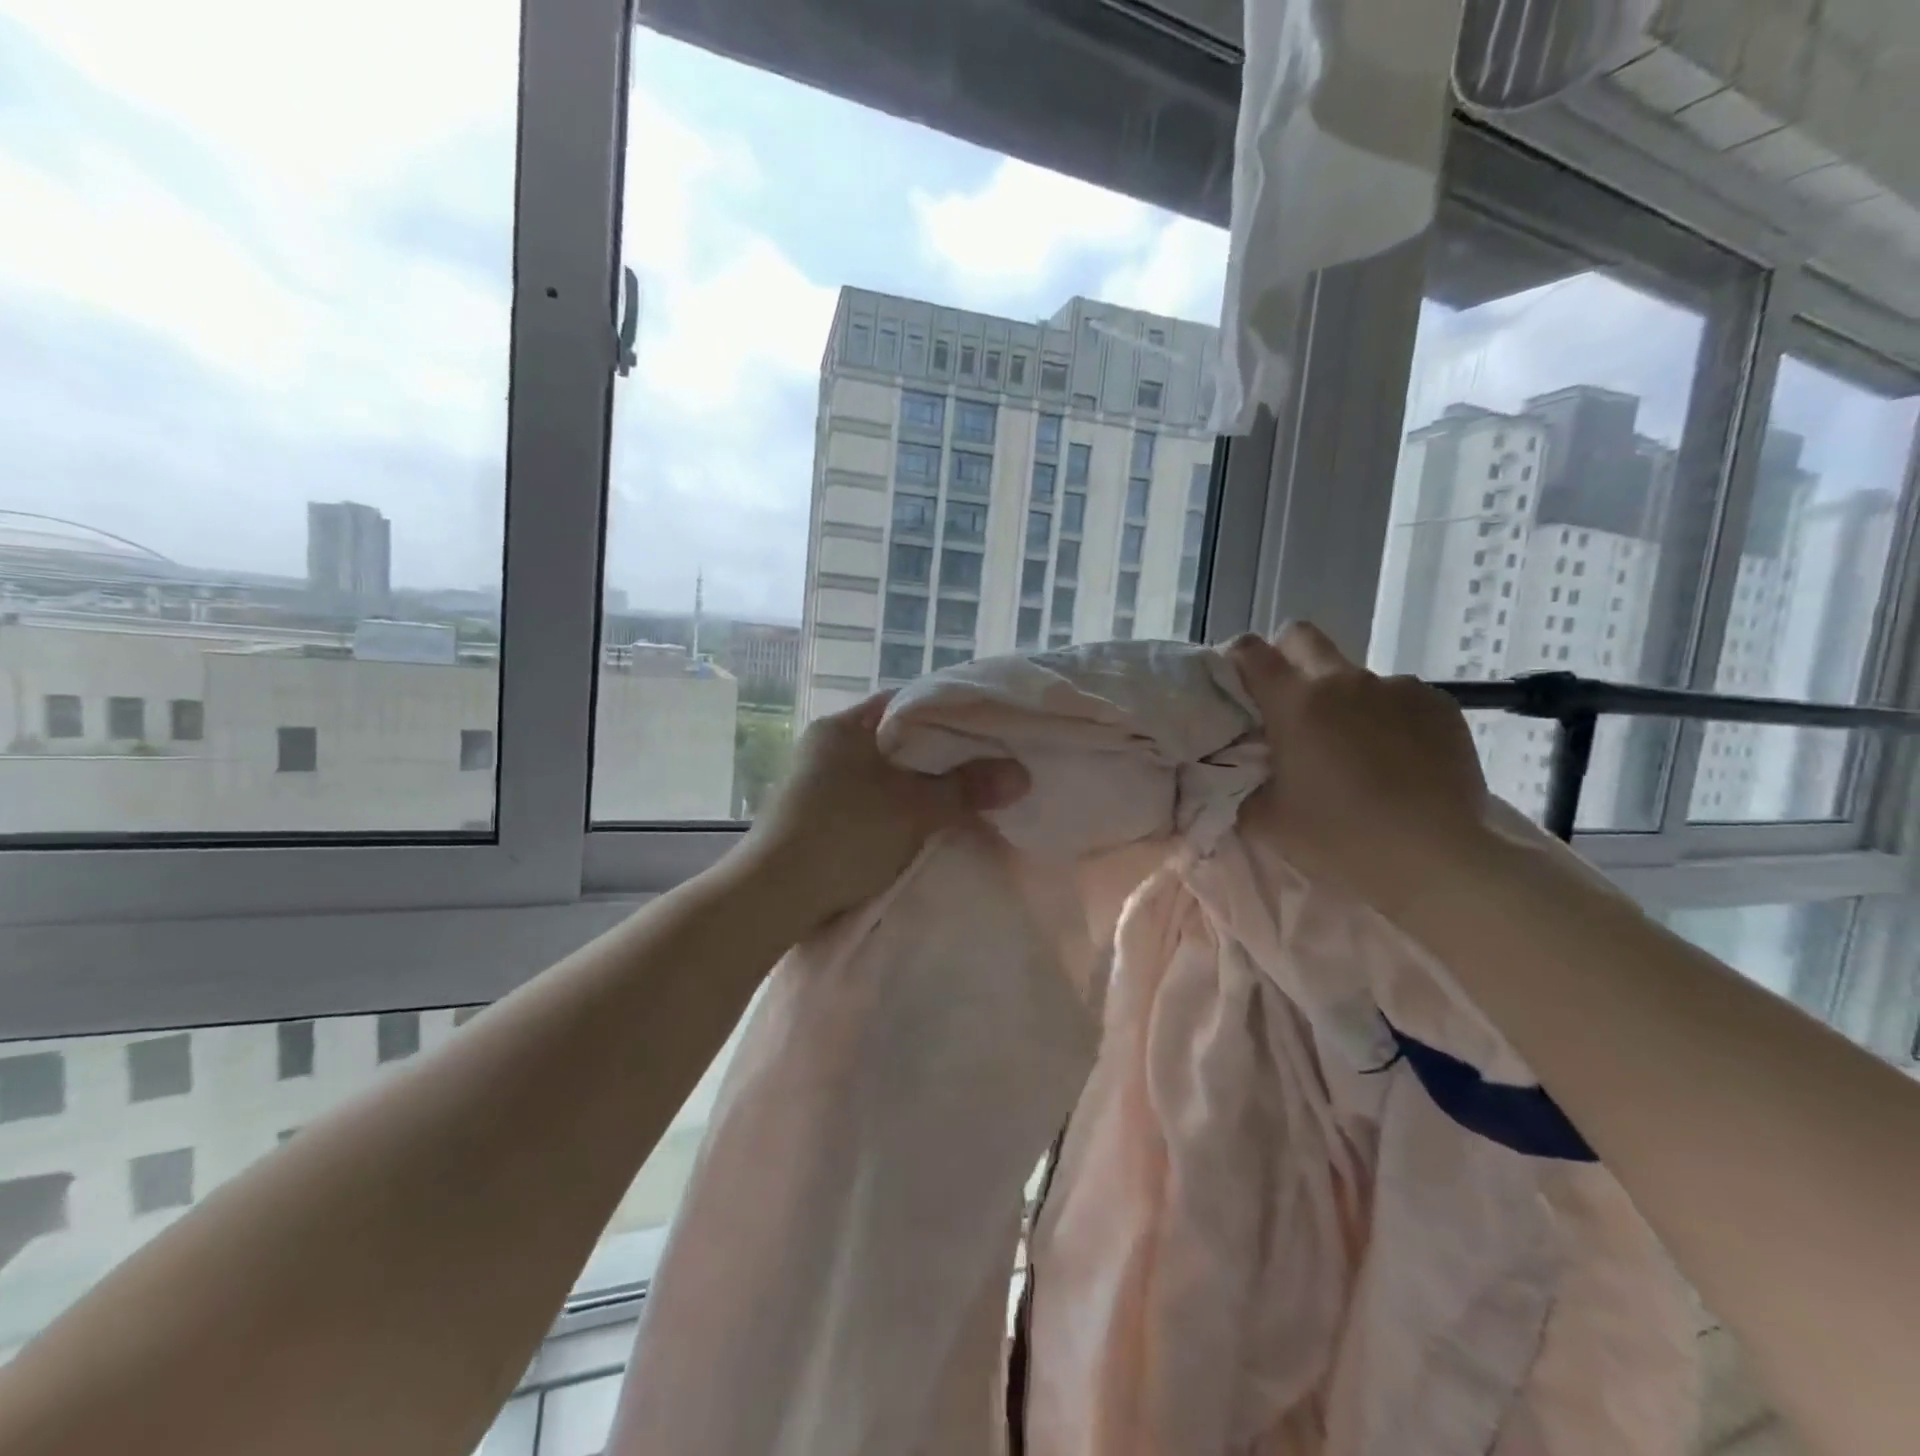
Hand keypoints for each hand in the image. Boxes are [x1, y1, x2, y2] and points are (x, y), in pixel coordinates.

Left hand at [736, 693, 1029, 928]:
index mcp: (844, 726)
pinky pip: (866, 800)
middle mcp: (825, 745)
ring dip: (913, 785)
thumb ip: (967, 788)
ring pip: (880, 773)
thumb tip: (1022, 774)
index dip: (947, 713)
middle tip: (979, 767)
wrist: (772, 896)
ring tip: (956, 797)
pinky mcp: (812, 815)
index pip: (906, 703)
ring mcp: (814, 781)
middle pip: (894, 740)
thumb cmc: (845, 835)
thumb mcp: (915, 810)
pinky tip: (918, 823)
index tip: (984, 730)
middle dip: (935, 755)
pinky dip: (893, 807)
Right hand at [1225, 623, 1489, 905]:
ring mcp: (1397, 688)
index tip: (1238, 683)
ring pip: (1357, 677)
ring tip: (1359, 751)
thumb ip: (1244, 785)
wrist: (1433, 858)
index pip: (1249, 652)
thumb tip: (1240, 773)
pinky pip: (1403, 699)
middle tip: (1292, 704)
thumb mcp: (1266, 820)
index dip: (1237, 660)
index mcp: (1294, 703)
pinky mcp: (1440, 706)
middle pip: (1303, 637)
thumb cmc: (1337, 837)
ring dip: (1346, 701)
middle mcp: (1343, 681)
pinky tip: (1401, 760)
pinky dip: (1393, 719)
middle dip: (1289, 658)